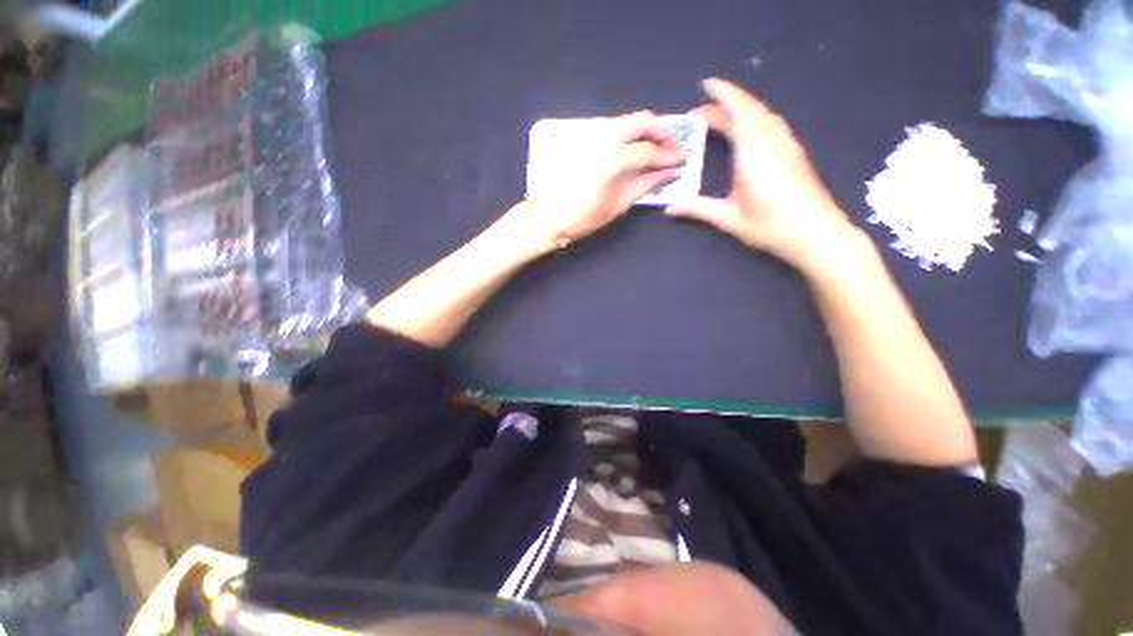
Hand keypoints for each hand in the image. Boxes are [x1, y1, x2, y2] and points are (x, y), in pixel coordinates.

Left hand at [519, 111, 685, 246]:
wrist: (548, 215)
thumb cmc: (584, 217)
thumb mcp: (620, 204)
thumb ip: (647, 184)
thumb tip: (671, 172)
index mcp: (616, 158)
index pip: (651, 150)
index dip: (669, 155)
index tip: (682, 158)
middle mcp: (605, 137)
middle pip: (641, 120)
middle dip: (660, 131)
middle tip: (670, 146)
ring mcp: (591, 133)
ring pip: (625, 121)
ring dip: (643, 130)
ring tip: (653, 147)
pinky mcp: (581, 136)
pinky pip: (610, 128)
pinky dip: (625, 134)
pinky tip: (629, 147)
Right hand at [665, 78, 856, 271]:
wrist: (817, 234)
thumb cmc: (771, 226)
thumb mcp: (729, 219)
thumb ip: (698, 209)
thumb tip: (669, 209)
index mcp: (754, 151)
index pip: (738, 111)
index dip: (723, 94)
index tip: (705, 85)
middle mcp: (773, 140)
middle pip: (750, 110)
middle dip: (726, 103)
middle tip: (702, 111)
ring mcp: (787, 145)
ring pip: (764, 115)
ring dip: (742, 110)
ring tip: (721, 119)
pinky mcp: (795, 153)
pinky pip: (772, 125)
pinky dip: (755, 120)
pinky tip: (747, 132)